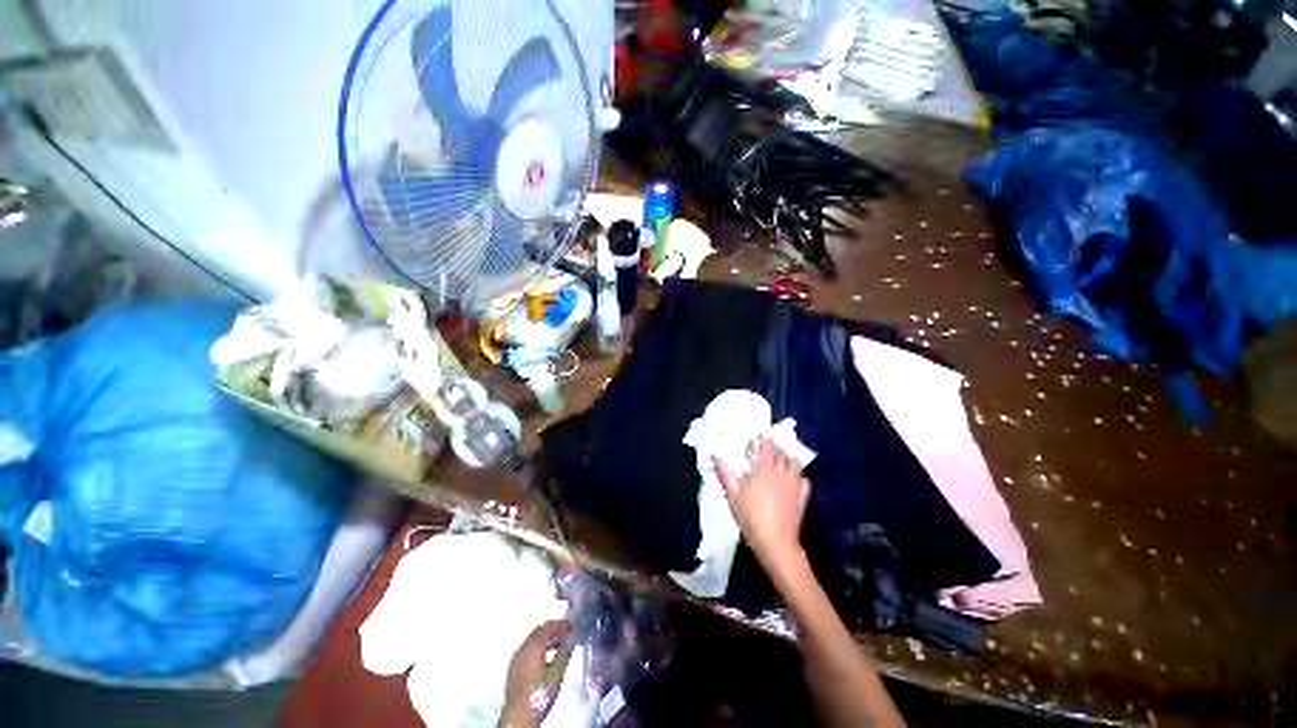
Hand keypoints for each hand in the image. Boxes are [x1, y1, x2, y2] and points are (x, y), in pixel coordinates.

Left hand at [499, 620, 572, 727]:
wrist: (518, 717)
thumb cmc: (539, 695)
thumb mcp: (556, 674)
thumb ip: (565, 653)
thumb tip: (571, 640)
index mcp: (532, 647)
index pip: (548, 627)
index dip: (561, 624)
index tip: (572, 625)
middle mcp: (522, 648)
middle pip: (539, 631)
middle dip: (553, 629)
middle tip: (567, 632)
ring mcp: (516, 658)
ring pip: (533, 640)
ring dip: (546, 638)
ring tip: (560, 643)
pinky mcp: (514, 668)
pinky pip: (528, 649)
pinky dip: (539, 647)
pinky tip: (546, 656)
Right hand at [714, 437, 810, 569]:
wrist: (775, 543)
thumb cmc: (751, 517)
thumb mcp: (733, 495)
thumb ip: (725, 473)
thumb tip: (715, 455)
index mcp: (764, 470)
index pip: (768, 447)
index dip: (766, 438)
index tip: (763, 433)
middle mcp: (782, 473)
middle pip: (782, 454)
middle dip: (776, 448)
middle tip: (768, 448)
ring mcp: (794, 485)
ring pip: (794, 464)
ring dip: (787, 459)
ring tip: (780, 460)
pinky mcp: (802, 497)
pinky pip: (804, 480)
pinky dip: (798, 475)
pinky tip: (792, 479)